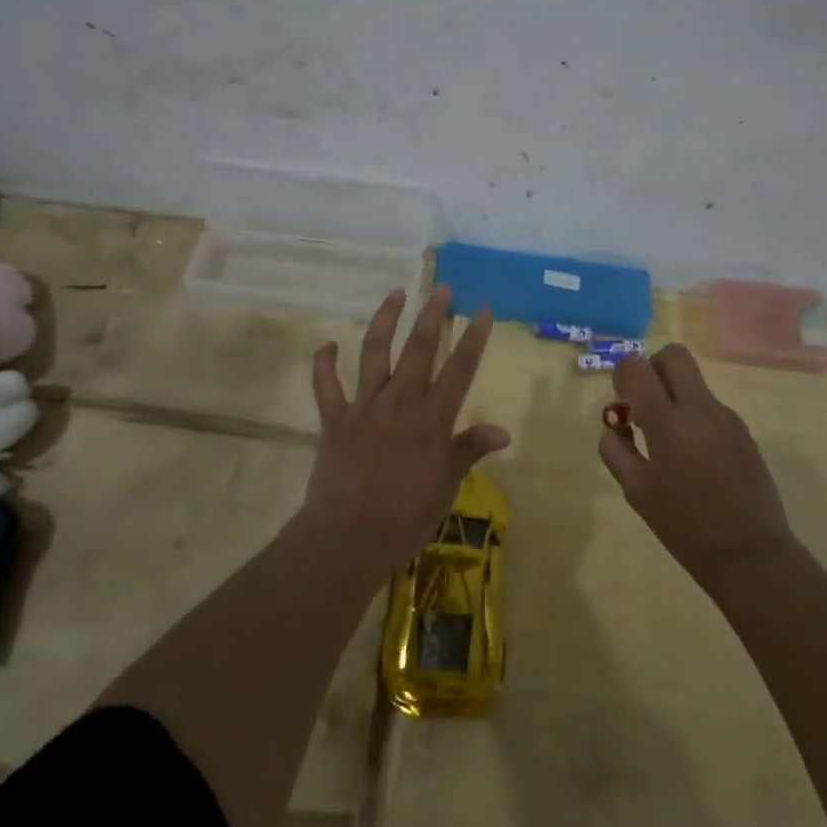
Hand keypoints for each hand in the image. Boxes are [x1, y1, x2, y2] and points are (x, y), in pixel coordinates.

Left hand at [303, 285, 509, 570]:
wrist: (347, 537)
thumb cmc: (405, 518)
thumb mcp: (446, 487)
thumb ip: (468, 451)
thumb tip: (502, 430)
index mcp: (432, 420)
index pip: (459, 370)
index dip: (473, 339)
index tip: (481, 309)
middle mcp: (400, 403)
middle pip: (419, 349)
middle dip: (432, 316)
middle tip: (441, 289)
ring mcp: (364, 407)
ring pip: (374, 353)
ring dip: (384, 321)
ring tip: (395, 294)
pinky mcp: (335, 420)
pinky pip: (326, 386)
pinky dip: (324, 365)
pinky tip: (326, 345)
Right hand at [599, 345, 794, 588]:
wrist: (750, 555)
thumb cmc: (684, 527)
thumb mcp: (636, 492)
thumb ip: (616, 450)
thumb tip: (615, 427)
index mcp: (668, 423)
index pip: (638, 367)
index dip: (623, 374)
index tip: (622, 401)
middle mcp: (700, 409)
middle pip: (674, 356)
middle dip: (653, 369)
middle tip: (644, 403)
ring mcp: (727, 418)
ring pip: (694, 383)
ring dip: (674, 396)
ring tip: (669, 443)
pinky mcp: (744, 431)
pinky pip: (710, 407)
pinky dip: (694, 417)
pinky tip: (695, 458)